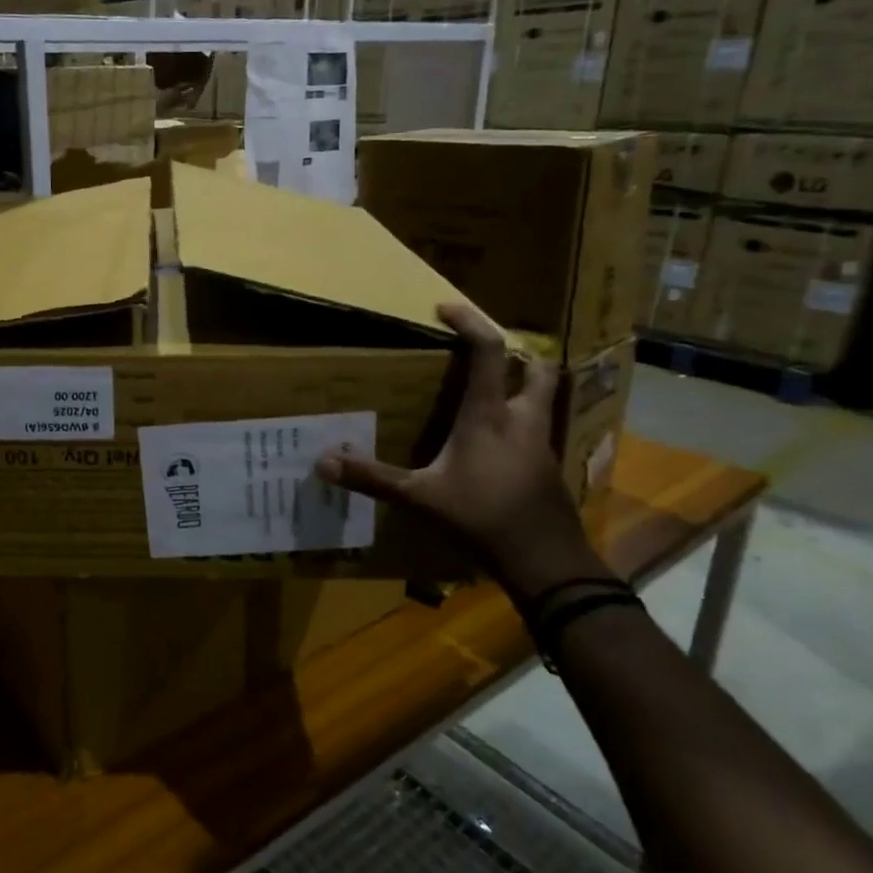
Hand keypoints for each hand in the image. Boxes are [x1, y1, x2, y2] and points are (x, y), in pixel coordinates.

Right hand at [315, 301, 604, 602]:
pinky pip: (539, 429)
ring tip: (493, 391)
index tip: (447, 308)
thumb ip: (373, 478)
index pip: (489, 351)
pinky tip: (498, 443)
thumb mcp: (420, 498)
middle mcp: (522, 420)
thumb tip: (323, 461)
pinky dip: (522, 421)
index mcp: (490, 415)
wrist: (547, 563)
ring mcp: (542, 445)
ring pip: (544, 398)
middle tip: (486, 353)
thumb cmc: (482, 519)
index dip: (471, 322)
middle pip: (537, 367)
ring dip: (525, 385)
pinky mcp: (549, 469)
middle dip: (518, 352)